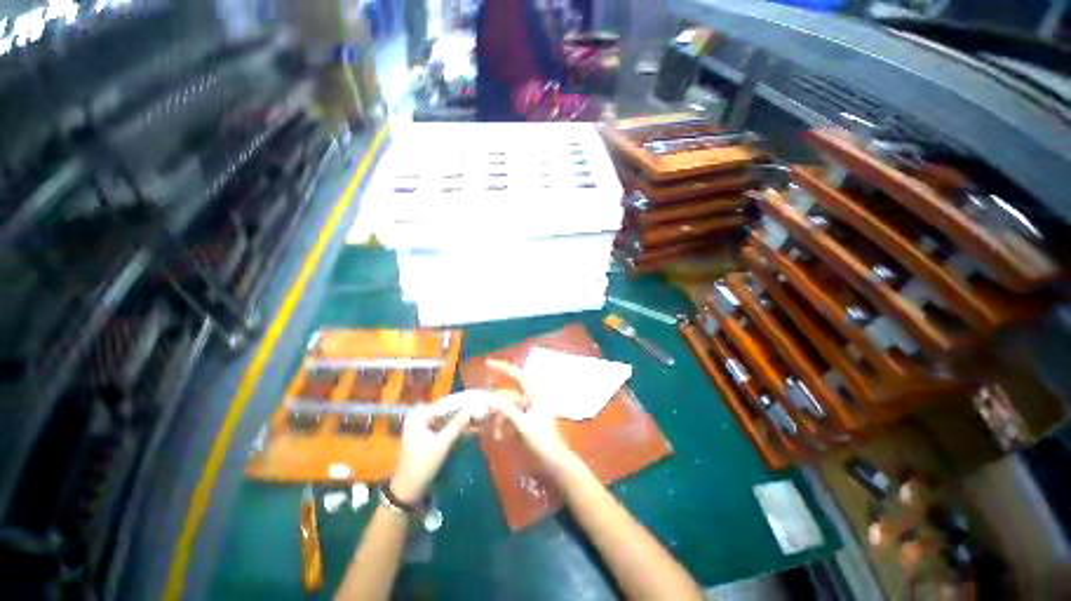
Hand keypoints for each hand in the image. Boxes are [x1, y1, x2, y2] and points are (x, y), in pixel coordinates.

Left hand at [390, 396, 475, 503]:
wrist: (409, 490)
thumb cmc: (422, 466)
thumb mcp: (441, 444)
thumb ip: (456, 425)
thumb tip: (471, 409)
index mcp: (418, 416)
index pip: (444, 403)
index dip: (462, 402)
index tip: (478, 400)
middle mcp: (420, 417)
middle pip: (446, 409)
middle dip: (463, 410)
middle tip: (482, 408)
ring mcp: (424, 426)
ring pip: (448, 418)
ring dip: (462, 418)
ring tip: (481, 415)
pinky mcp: (429, 434)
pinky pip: (446, 426)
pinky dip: (457, 426)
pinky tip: (472, 426)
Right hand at [485, 360, 577, 476]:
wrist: (554, 465)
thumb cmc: (542, 443)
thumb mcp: (523, 425)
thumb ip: (507, 410)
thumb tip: (491, 399)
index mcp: (535, 396)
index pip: (518, 376)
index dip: (503, 368)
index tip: (487, 363)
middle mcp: (531, 400)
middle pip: (509, 395)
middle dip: (496, 405)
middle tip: (482, 413)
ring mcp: (528, 412)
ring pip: (507, 408)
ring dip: (499, 419)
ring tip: (495, 434)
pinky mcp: (526, 423)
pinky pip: (509, 418)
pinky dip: (503, 424)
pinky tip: (499, 436)